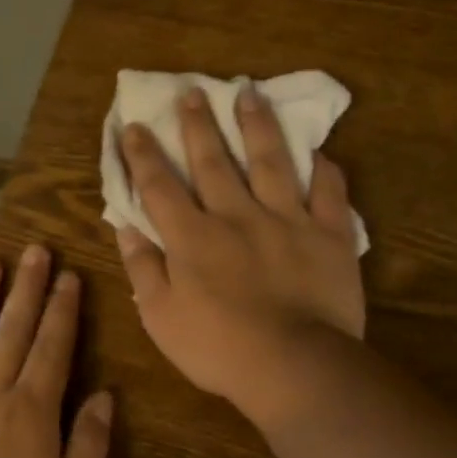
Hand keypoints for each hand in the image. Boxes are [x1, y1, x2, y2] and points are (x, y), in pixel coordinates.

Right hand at [116, 84, 363, 424]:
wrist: (293, 365)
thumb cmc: (218, 348)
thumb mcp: (161, 317)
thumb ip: (143, 268)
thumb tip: (127, 227)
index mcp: (193, 238)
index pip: (161, 187)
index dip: (143, 155)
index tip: (134, 126)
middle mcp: (237, 216)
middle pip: (214, 162)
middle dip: (199, 126)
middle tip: (193, 92)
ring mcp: (287, 221)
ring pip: (271, 162)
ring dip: (257, 126)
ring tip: (249, 94)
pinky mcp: (329, 235)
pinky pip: (328, 193)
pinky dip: (324, 170)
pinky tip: (319, 152)